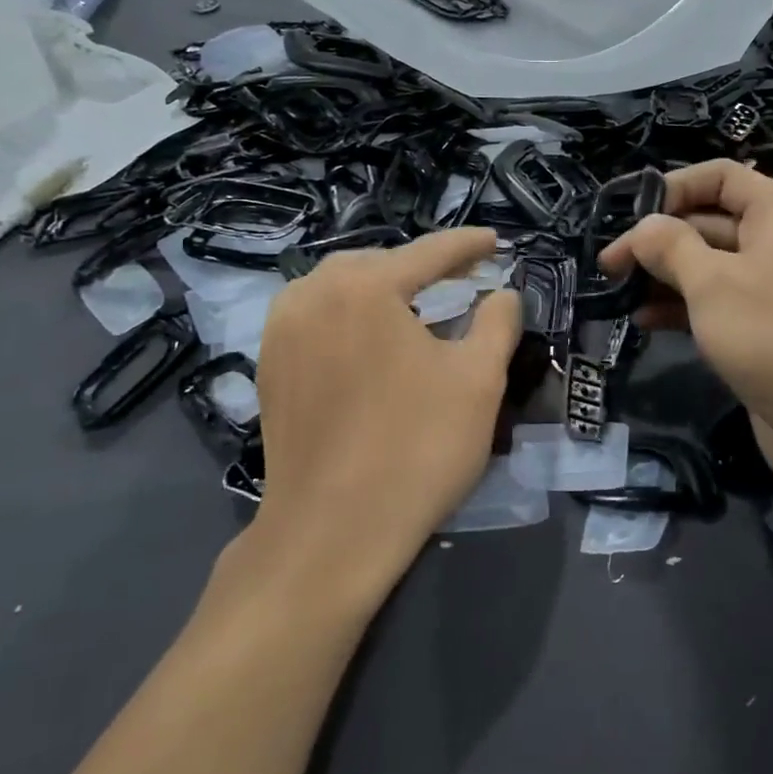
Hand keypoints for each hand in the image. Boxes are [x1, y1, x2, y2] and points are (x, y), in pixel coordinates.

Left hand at [211, 229, 521, 619]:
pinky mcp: (269, 366)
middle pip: (380, 262)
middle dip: (423, 265)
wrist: (333, 531)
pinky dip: (348, 312)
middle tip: (462, 277)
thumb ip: (498, 322)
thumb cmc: (417, 447)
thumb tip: (503, 293)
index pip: (429, 252)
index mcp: (366, 287)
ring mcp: (282, 331)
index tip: (496, 242)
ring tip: (415, 302)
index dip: (468, 246)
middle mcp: (315, 294)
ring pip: (339, 286)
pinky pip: (315, 316)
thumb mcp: (479, 380)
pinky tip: (368, 337)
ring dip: (381, 286)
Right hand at [599, 160, 772, 493]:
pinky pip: (719, 301)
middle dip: (659, 239)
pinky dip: (684, 306)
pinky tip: (644, 321)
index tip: (629, 215)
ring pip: (711, 265)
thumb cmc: (772, 334)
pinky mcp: (767, 326)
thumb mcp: (711, 282)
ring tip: (617, 292)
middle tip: (609, 263)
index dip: (673, 187)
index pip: (721, 176)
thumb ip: (670, 245)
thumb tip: (644, 227)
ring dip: (665, 275)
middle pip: (710, 220)